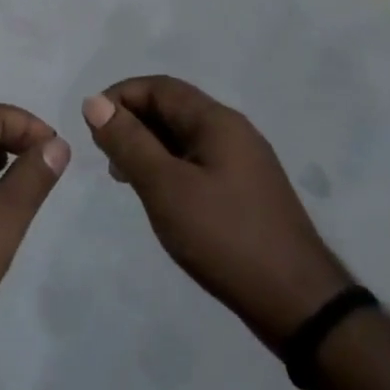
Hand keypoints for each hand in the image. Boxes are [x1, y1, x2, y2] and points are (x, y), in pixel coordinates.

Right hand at [83, 77, 351, 351]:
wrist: (298, 303)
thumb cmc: (225, 237)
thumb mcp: (166, 187)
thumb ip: (129, 142)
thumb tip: (94, 102)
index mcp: (217, 121)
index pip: (159, 87)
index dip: (120, 97)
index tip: (92, 126)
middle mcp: (233, 131)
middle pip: (173, 108)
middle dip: (133, 122)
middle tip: (105, 157)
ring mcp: (244, 162)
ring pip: (184, 137)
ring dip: (149, 147)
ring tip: (124, 179)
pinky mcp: (246, 191)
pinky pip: (198, 162)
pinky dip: (169, 168)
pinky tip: (159, 197)